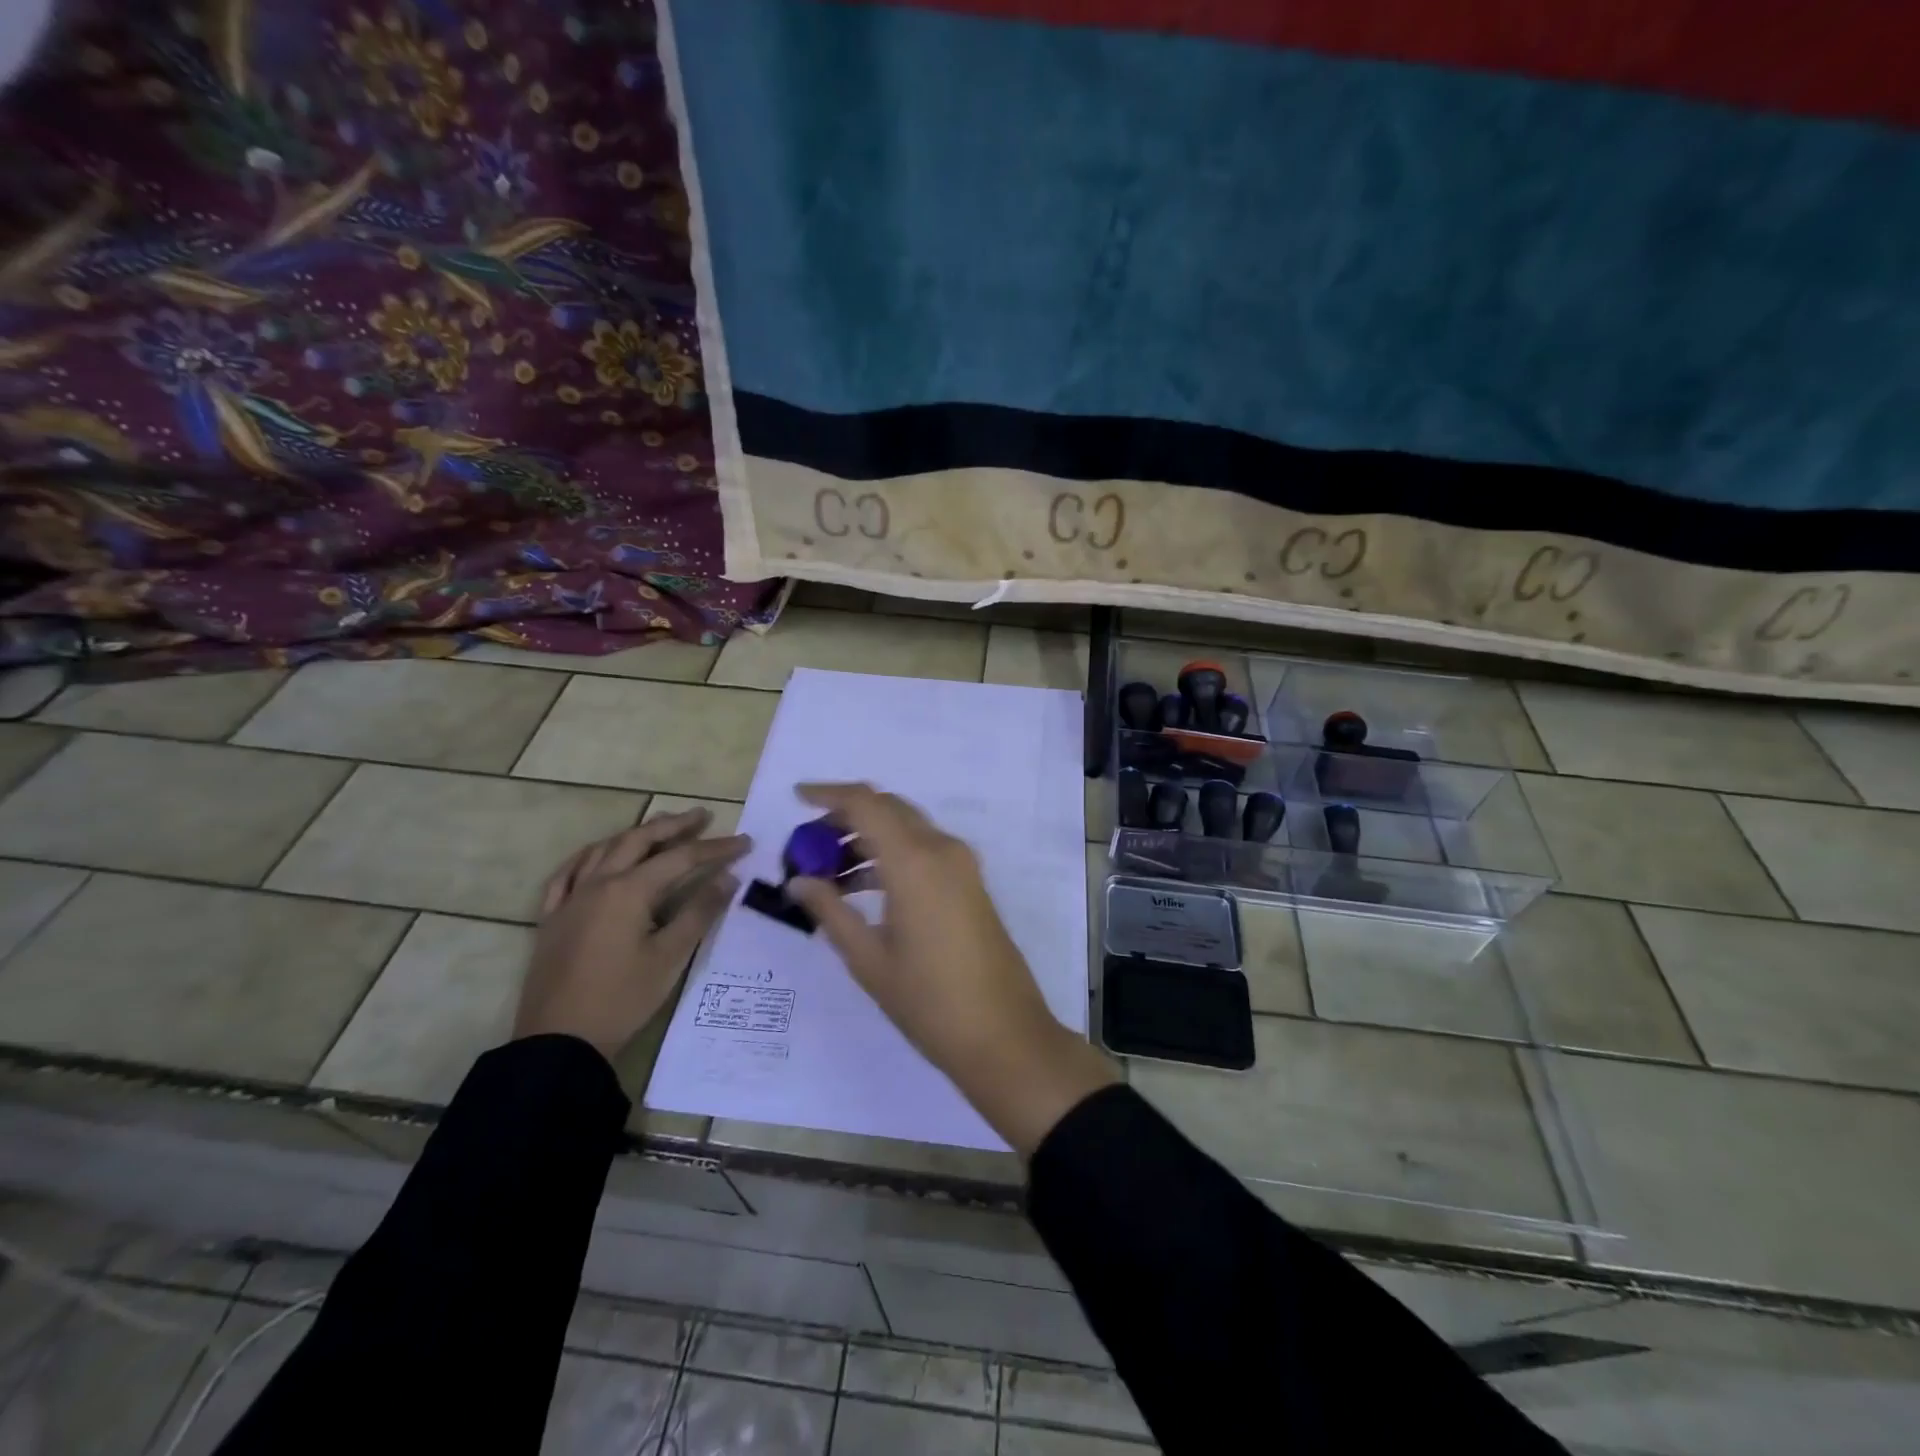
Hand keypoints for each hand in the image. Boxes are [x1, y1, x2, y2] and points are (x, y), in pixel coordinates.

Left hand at [515, 808, 750, 1061]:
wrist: (560, 1041)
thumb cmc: (622, 999)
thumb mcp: (670, 957)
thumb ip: (700, 912)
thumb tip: (728, 878)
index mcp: (629, 891)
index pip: (681, 859)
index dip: (716, 848)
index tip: (745, 842)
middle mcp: (598, 883)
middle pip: (639, 841)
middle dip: (674, 825)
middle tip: (702, 815)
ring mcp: (570, 899)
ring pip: (604, 850)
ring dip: (635, 834)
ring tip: (659, 827)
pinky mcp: (552, 918)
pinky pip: (566, 874)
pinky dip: (588, 856)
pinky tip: (597, 855)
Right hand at [786, 784, 1115, 1156]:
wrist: (1004, 1035)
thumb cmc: (929, 1001)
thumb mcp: (869, 959)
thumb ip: (830, 911)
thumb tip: (797, 881)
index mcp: (914, 861)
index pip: (866, 803)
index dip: (829, 793)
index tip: (797, 798)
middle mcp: (942, 850)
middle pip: (889, 809)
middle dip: (847, 816)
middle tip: (810, 843)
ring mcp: (962, 865)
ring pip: (908, 829)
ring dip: (869, 838)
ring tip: (829, 874)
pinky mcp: (971, 883)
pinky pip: (925, 850)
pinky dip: (893, 855)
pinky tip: (864, 889)